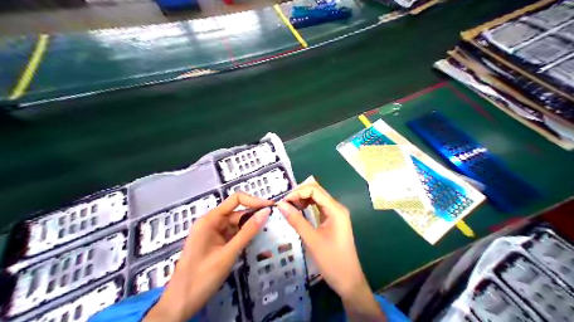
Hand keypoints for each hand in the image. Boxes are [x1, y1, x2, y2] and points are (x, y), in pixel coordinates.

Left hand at [144, 193, 273, 320]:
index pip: (235, 200)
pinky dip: (244, 238)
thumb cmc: (202, 277)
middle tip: (274, 224)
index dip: (254, 201)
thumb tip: (266, 212)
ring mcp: (213, 234)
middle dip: (254, 217)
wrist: (180, 304)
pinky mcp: (216, 244)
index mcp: (210, 220)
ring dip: (251, 229)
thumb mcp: (228, 254)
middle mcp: (211, 223)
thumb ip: (247, 232)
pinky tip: (257, 242)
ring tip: (269, 233)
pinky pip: (233, 235)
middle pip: (237, 213)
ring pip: (236, 225)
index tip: (271, 208)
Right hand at [277, 179, 384, 321]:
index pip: (314, 190)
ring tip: (289, 207)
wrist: (348, 280)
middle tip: (284, 204)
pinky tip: (298, 211)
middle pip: (316, 191)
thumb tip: (281, 204)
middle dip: (299, 194)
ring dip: (302, 199)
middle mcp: (337, 208)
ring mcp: (336, 214)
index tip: (283, 202)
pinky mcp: (333, 221)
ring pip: (317, 198)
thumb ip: (296, 220)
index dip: (297, 192)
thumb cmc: (332, 261)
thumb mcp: (312, 240)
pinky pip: (319, 207)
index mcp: (336, 210)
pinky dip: (307, 206)